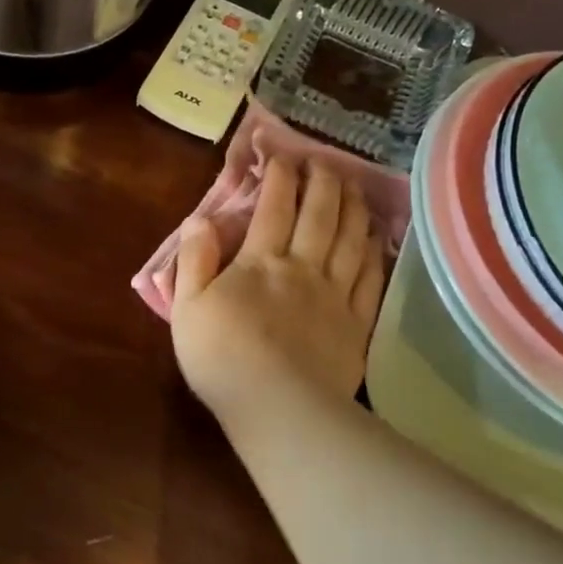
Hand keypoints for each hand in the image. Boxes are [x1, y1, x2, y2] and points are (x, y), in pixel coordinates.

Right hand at [171, 157, 387, 424]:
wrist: (278, 409)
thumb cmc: (222, 358)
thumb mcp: (188, 307)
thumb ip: (194, 259)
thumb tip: (200, 218)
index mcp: (260, 262)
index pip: (274, 206)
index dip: (280, 175)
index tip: (282, 154)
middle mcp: (303, 267)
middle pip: (320, 214)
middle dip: (322, 181)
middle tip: (324, 161)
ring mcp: (335, 295)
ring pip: (351, 239)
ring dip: (353, 207)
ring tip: (354, 186)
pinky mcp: (357, 323)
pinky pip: (371, 278)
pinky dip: (375, 251)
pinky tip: (375, 238)